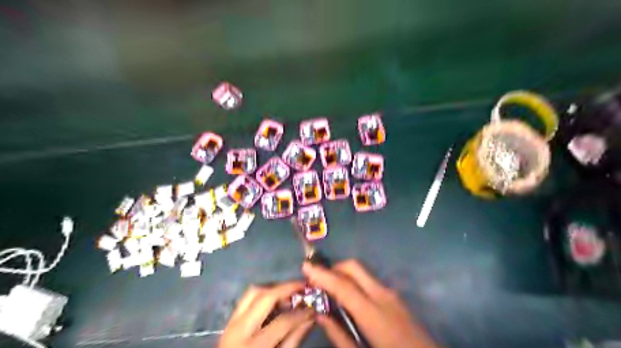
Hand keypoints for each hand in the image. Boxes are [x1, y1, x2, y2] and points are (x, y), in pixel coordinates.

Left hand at [218, 282, 315, 347]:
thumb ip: (294, 340)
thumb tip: (310, 318)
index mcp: (253, 346)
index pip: (282, 322)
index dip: (301, 313)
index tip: (313, 307)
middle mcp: (239, 329)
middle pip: (265, 297)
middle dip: (286, 288)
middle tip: (303, 287)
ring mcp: (231, 323)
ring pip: (253, 292)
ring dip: (273, 288)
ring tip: (289, 293)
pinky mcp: (229, 320)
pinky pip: (247, 298)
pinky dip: (263, 294)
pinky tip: (275, 300)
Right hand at [301, 260, 434, 346]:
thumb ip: (340, 336)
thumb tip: (321, 316)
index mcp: (373, 313)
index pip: (343, 286)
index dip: (323, 275)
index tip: (305, 266)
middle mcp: (383, 295)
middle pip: (354, 268)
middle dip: (333, 267)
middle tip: (317, 277)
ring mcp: (392, 294)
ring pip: (362, 273)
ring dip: (343, 274)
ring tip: (328, 286)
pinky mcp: (396, 297)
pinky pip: (370, 281)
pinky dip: (355, 281)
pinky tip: (348, 296)